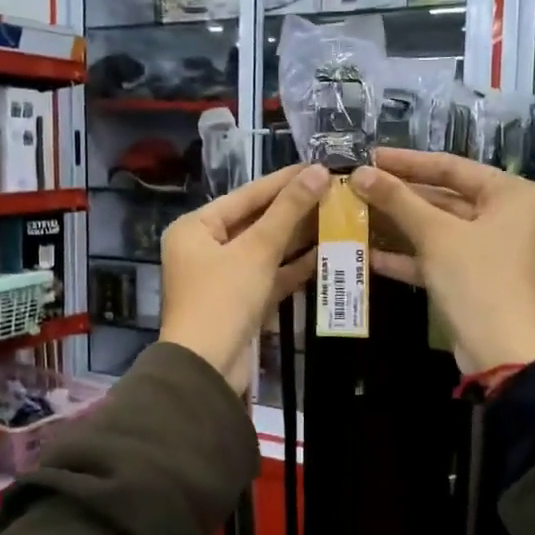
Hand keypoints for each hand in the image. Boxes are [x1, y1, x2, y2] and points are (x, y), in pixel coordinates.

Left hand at [160, 164, 328, 391]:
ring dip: (299, 238)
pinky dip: (294, 267)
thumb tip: (318, 171)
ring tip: (338, 217)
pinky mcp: (241, 302)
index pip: (246, 196)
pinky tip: (327, 253)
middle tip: (336, 192)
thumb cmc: (223, 299)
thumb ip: (288, 211)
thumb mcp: (256, 250)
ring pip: (266, 250)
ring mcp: (223, 277)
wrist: (207, 369)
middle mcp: (205, 248)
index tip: (319, 166)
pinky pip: (270, 276)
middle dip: (295, 210)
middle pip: (256, 222)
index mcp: (195, 228)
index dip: (284, 181)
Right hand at [352, 150, 534, 375]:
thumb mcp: (435, 235)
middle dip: (399, 196)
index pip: (452, 167)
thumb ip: (398, 200)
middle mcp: (507, 216)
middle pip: (445, 197)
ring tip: (356, 214)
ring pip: (439, 228)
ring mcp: (492, 249)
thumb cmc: (477, 279)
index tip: (370, 156)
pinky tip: (369, 254)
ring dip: (399, 225)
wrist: (503, 352)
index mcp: (512, 194)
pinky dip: (409, 255)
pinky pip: (440, 256)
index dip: (407, 162)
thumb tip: (360, 173)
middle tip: (358, 186)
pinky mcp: (476, 278)